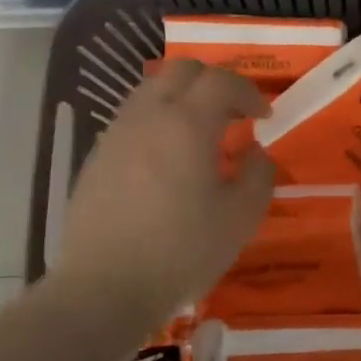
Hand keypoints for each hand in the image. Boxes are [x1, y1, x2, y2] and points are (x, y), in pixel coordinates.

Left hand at [47, 61, 274, 323]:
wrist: (103, 289)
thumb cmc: (181, 252)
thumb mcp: (240, 218)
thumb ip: (258, 174)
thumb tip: (254, 152)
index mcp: (187, 124)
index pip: (221, 81)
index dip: (249, 92)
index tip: (264, 116)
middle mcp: (148, 116)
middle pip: (182, 70)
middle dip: (214, 83)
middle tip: (233, 114)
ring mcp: (116, 134)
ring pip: (152, 90)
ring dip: (182, 99)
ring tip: (200, 134)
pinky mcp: (96, 157)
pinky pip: (133, 118)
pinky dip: (158, 121)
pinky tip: (167, 160)